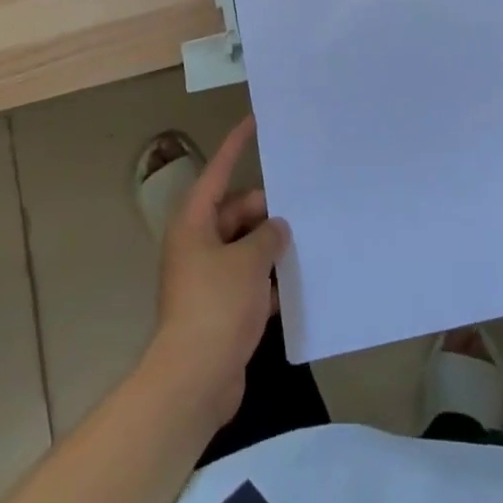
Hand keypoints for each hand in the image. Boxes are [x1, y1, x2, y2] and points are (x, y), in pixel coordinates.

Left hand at [147, 116, 288, 429]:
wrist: (194, 381)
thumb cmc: (216, 308)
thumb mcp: (248, 262)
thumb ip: (268, 236)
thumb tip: (277, 228)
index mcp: (194, 224)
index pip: (218, 173)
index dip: (236, 146)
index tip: (254, 122)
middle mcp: (197, 244)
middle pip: (235, 211)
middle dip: (265, 210)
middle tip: (302, 210)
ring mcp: (207, 277)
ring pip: (244, 246)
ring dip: (270, 246)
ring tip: (308, 241)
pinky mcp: (219, 308)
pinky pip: (248, 279)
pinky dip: (268, 279)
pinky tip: (297, 284)